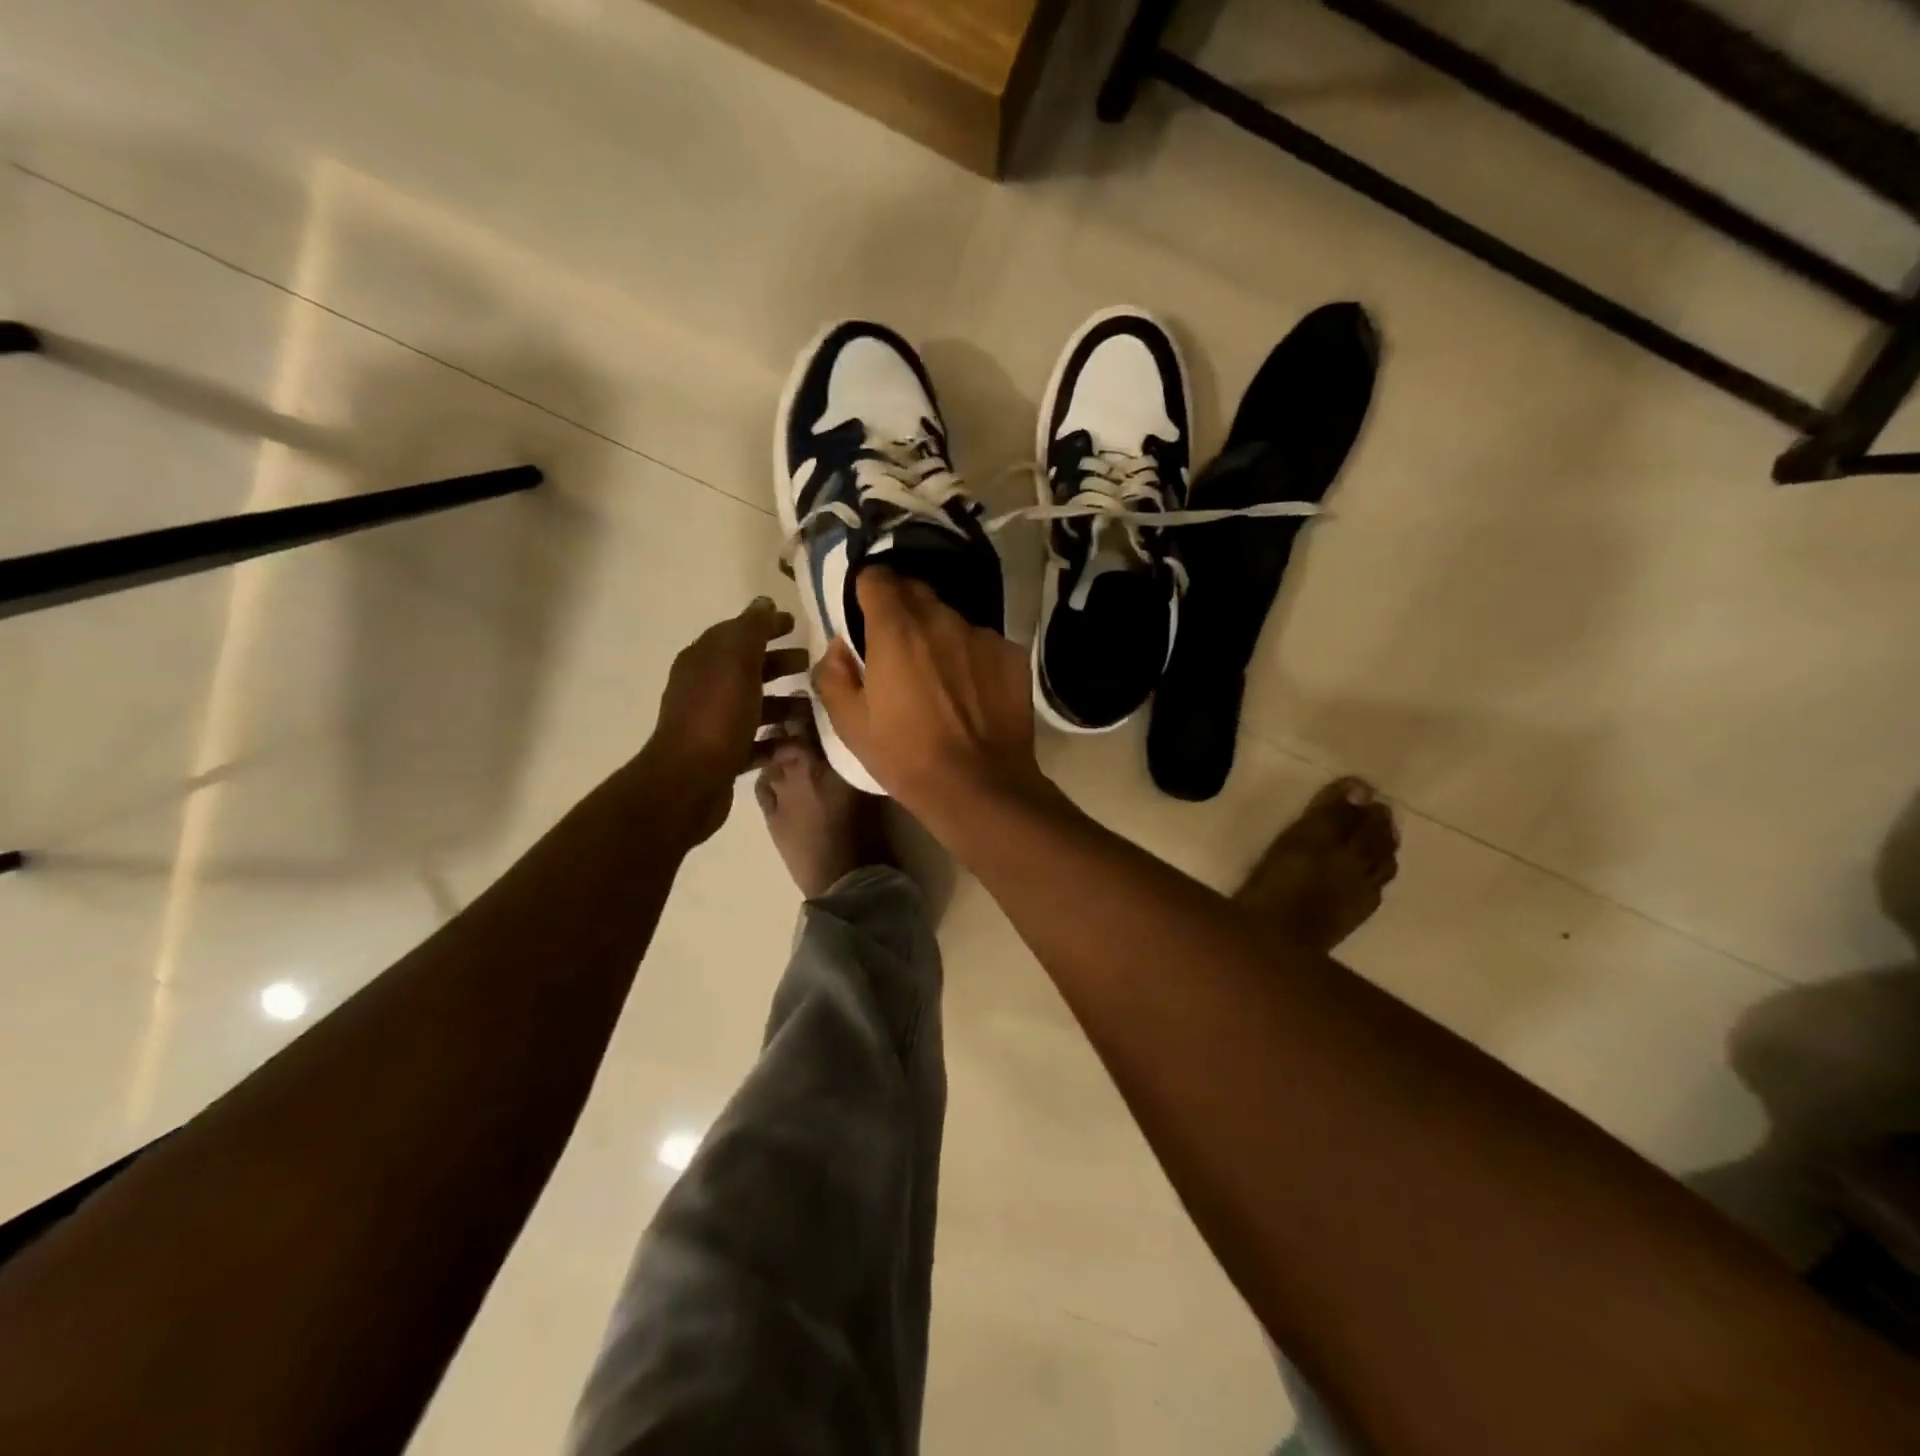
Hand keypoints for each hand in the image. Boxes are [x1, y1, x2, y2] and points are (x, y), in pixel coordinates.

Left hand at [643, 597, 804, 842]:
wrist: (689, 782)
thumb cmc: (716, 716)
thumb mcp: (737, 663)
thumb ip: (752, 630)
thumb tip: (764, 603)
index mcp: (704, 661)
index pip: (736, 633)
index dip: (765, 626)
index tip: (796, 624)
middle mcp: (706, 688)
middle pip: (748, 669)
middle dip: (779, 664)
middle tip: (811, 665)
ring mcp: (714, 724)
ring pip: (755, 706)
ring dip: (785, 704)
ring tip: (815, 709)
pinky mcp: (724, 756)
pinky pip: (757, 742)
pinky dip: (778, 740)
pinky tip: (799, 744)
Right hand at [813, 569, 1042, 823]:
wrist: (979, 785)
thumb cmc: (905, 755)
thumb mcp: (849, 723)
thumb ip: (833, 673)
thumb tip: (840, 646)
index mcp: (895, 629)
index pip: (877, 578)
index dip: (867, 591)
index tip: (864, 612)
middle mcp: (941, 619)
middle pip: (916, 592)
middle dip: (902, 609)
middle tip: (897, 647)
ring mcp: (982, 635)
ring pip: (952, 619)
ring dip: (939, 635)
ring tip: (938, 675)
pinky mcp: (1012, 655)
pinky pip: (983, 643)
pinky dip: (972, 657)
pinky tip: (972, 692)